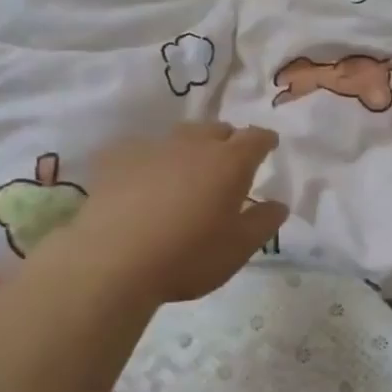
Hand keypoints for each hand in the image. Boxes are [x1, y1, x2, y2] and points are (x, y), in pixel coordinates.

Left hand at [52, 123, 288, 304]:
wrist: (112, 261)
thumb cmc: (188, 256)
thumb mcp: (239, 248)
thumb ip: (264, 222)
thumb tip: (278, 204)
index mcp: (230, 162)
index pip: (256, 137)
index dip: (265, 140)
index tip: (269, 145)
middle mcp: (193, 144)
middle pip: (217, 130)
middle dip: (228, 141)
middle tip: (229, 163)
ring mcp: (152, 147)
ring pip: (180, 136)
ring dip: (191, 148)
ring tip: (188, 171)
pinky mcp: (116, 158)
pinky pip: (142, 149)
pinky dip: (152, 160)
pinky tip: (145, 180)